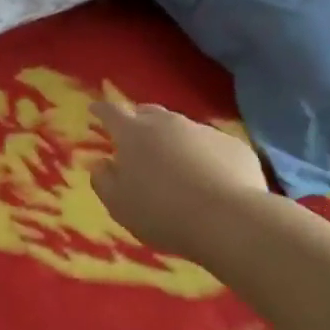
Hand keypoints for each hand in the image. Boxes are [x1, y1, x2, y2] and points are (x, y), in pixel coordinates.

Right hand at [89, 100, 271, 258]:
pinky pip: (211, 146)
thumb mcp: (118, 204)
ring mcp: (204, 132)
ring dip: (172, 139)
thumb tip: (101, 163)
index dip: (101, 110)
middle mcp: (168, 124)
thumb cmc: (162, 212)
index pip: (111, 112)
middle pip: (148, 113)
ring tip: (173, 163)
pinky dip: (203, 155)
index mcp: (133, 134)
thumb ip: (103, 180)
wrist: (229, 220)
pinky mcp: (234, 146)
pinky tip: (208, 178)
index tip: (95, 109)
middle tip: (134, 136)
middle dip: (137, 120)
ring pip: (181, 128)